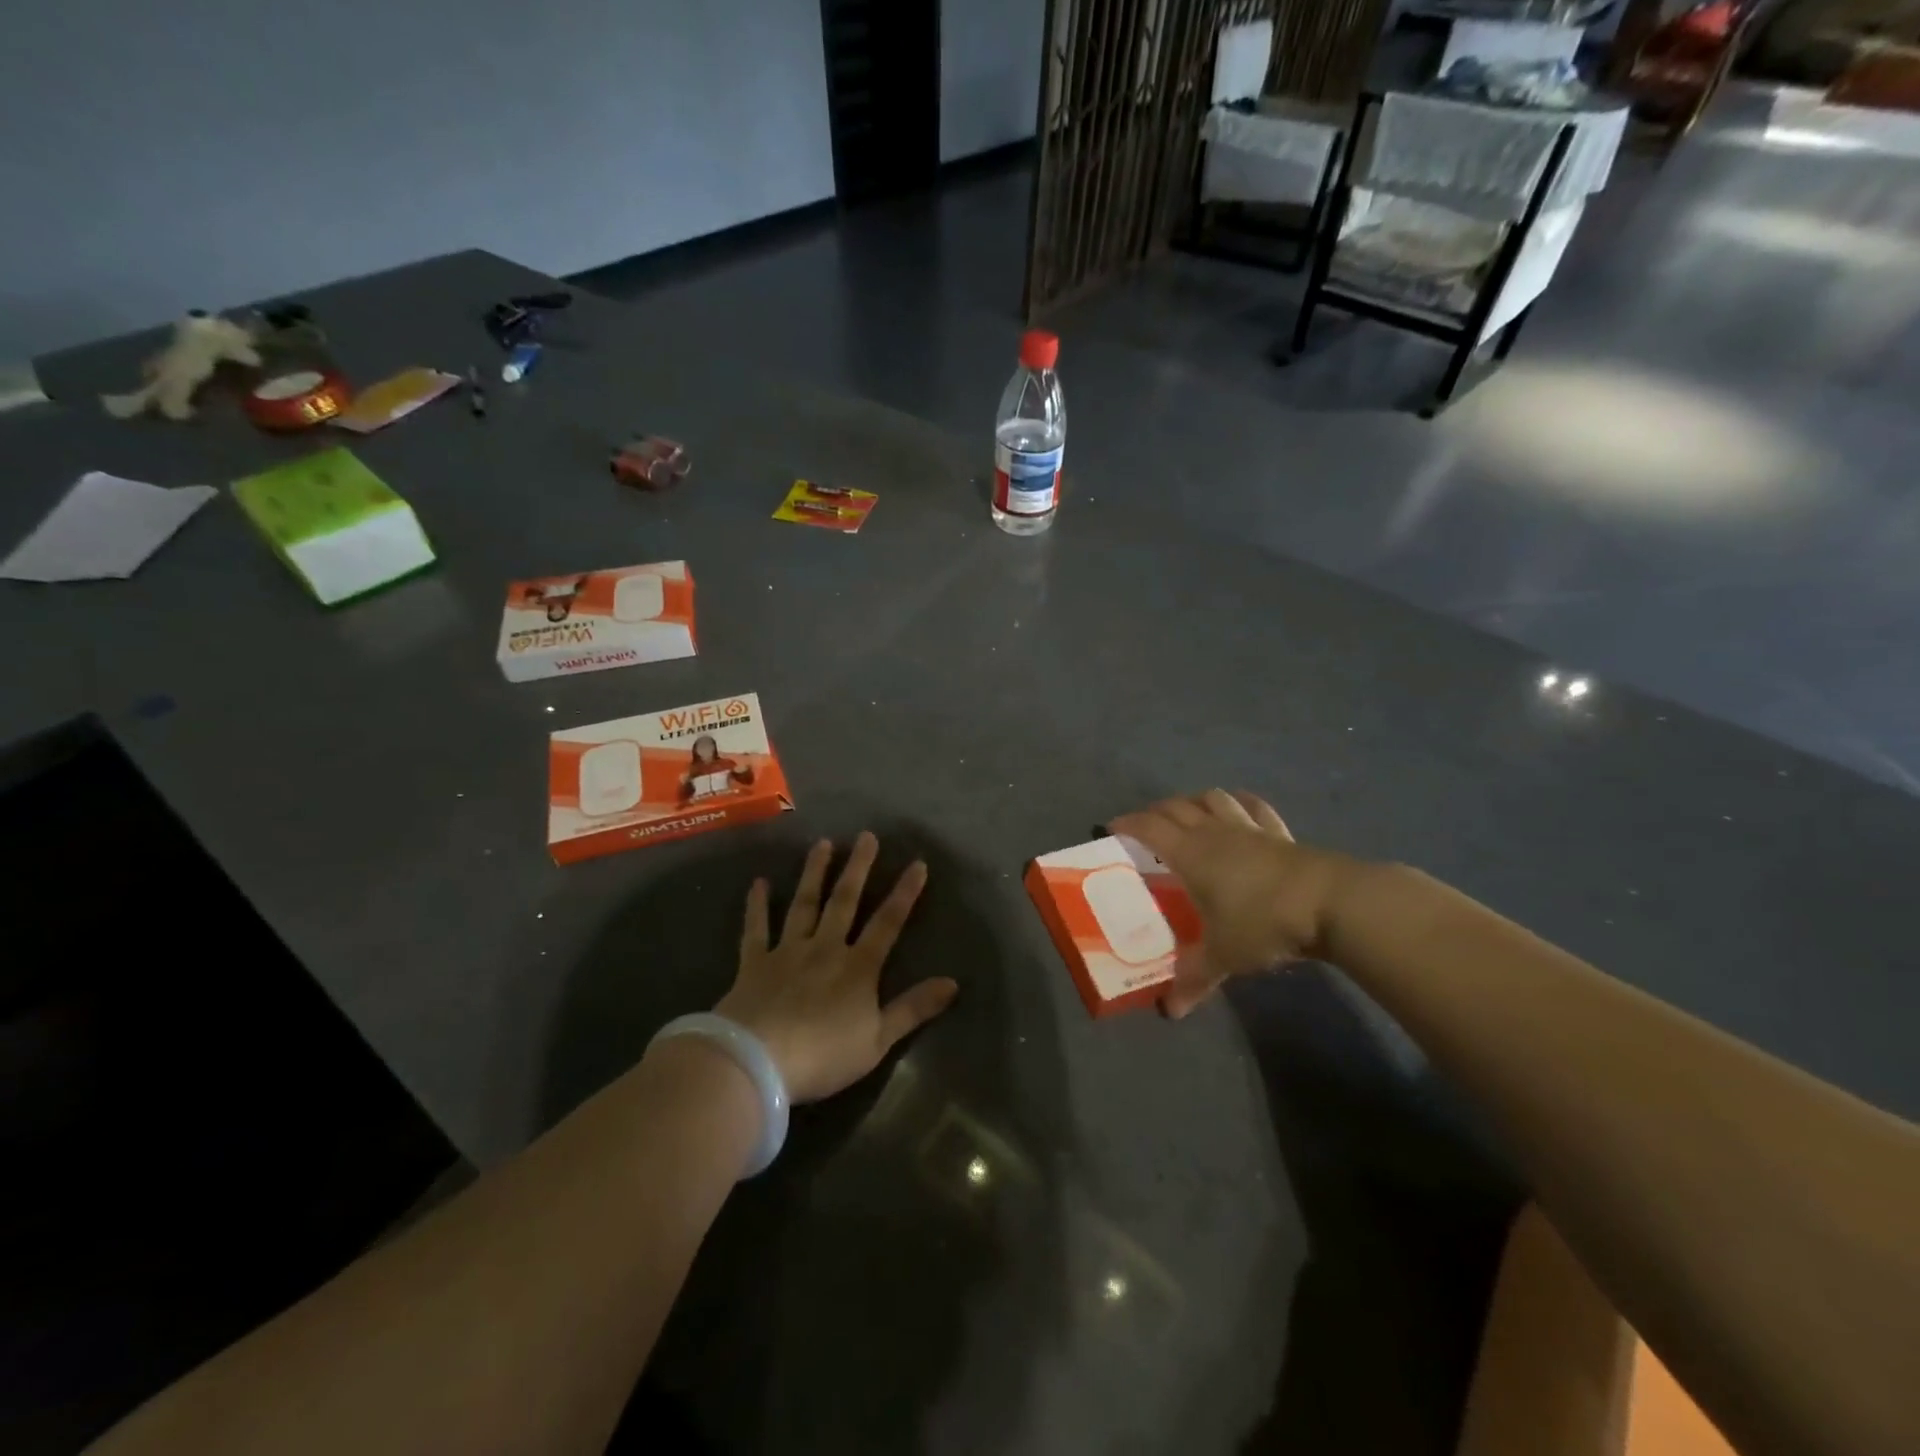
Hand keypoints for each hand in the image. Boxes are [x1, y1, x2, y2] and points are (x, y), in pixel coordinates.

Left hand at [715, 833, 957, 1102]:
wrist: (757, 1062)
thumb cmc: (823, 1055)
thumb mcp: (878, 1040)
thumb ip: (913, 1008)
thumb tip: (953, 983)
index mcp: (858, 967)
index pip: (888, 923)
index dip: (904, 893)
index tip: (917, 863)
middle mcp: (825, 948)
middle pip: (844, 902)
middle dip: (858, 868)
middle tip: (866, 836)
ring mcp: (788, 952)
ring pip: (804, 904)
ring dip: (814, 873)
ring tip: (823, 844)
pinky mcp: (754, 963)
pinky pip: (756, 928)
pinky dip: (757, 905)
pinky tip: (758, 883)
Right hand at [1111, 790, 1355, 1019]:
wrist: (1330, 903)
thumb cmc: (1263, 922)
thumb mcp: (1223, 956)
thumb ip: (1194, 980)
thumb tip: (1170, 1012)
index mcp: (1190, 854)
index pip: (1149, 828)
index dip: (1128, 824)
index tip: (1112, 827)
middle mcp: (1214, 832)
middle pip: (1177, 807)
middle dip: (1156, 811)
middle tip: (1146, 826)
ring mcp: (1249, 828)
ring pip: (1213, 799)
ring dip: (1195, 801)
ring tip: (1189, 814)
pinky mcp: (1279, 833)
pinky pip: (1254, 807)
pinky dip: (1240, 803)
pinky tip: (1239, 808)